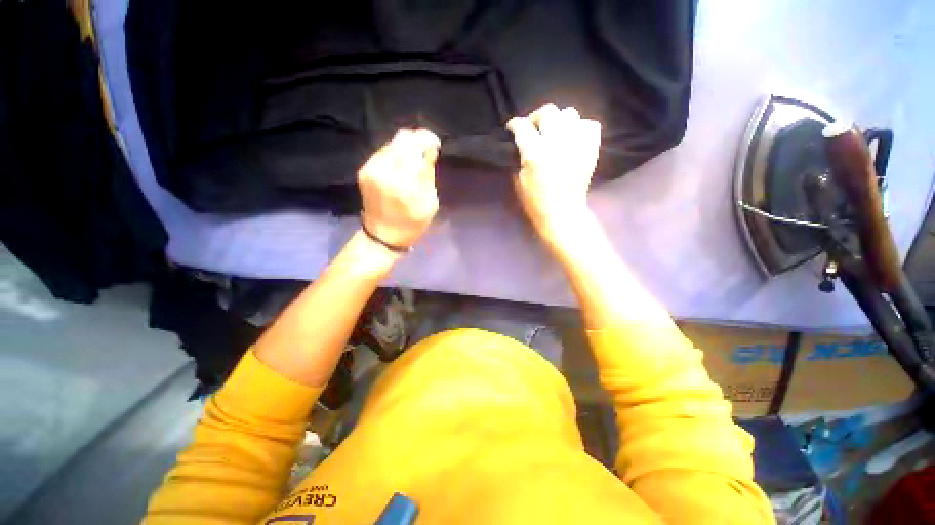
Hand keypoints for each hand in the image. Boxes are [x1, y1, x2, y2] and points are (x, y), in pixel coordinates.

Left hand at [359, 129, 440, 249]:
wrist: (382, 236)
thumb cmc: (411, 224)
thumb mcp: (429, 204)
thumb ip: (428, 174)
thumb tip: (430, 151)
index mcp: (403, 181)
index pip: (416, 146)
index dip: (428, 140)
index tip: (436, 144)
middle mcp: (384, 169)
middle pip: (402, 139)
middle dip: (417, 139)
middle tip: (427, 148)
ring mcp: (371, 168)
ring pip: (391, 143)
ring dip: (406, 146)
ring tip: (416, 157)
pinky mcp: (364, 170)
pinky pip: (383, 152)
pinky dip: (395, 153)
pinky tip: (402, 163)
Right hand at [507, 103, 601, 245]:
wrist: (562, 214)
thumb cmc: (536, 202)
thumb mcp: (518, 182)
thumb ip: (518, 159)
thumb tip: (520, 145)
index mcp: (535, 153)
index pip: (522, 126)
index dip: (514, 124)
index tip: (512, 128)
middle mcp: (556, 142)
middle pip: (548, 111)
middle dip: (536, 117)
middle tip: (533, 128)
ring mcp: (576, 144)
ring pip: (569, 113)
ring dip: (558, 121)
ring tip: (555, 132)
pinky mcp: (591, 149)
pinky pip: (590, 125)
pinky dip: (580, 127)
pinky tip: (573, 138)